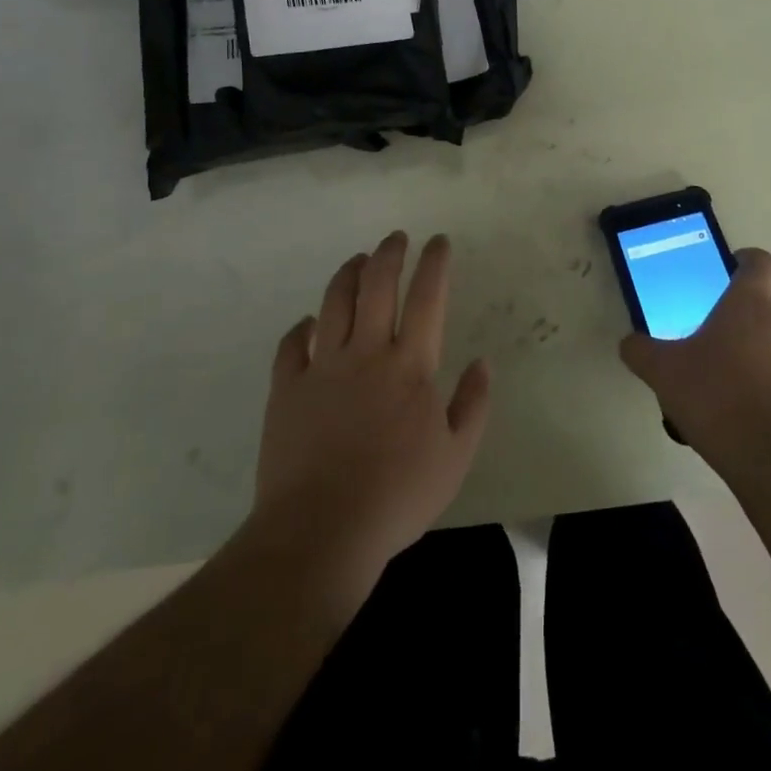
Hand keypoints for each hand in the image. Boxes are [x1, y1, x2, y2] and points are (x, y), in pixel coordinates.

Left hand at [250, 232, 490, 598]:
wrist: (321, 531)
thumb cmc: (397, 496)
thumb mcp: (456, 457)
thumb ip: (472, 405)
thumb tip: (483, 363)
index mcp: (410, 366)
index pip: (427, 297)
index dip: (434, 263)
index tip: (438, 241)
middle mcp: (366, 352)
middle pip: (377, 285)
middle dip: (389, 253)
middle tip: (396, 238)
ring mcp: (322, 367)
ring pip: (335, 302)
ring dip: (348, 273)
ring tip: (359, 260)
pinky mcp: (287, 388)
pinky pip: (292, 344)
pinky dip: (302, 326)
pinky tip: (310, 322)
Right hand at [619, 248, 770, 481]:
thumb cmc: (715, 397)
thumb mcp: (662, 372)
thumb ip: (641, 351)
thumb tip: (629, 343)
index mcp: (748, 304)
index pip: (760, 261)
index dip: (746, 259)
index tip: (729, 268)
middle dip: (759, 298)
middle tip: (727, 318)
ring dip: (767, 341)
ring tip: (734, 370)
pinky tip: (751, 407)